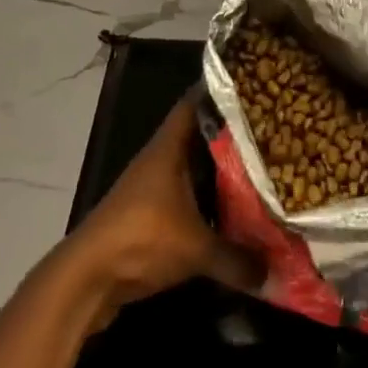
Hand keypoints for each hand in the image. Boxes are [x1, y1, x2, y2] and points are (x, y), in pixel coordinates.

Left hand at [63, 96, 260, 331]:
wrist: (88, 277)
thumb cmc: (141, 238)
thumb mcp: (196, 248)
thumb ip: (239, 259)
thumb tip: (280, 274)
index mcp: (169, 147)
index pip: (195, 103)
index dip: (221, 92)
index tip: (253, 90)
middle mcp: (160, 159)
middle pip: (198, 135)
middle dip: (229, 134)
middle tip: (268, 132)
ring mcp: (151, 186)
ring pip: (192, 167)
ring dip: (218, 170)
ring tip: (258, 167)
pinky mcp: (148, 215)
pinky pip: (185, 197)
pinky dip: (205, 200)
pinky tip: (230, 210)